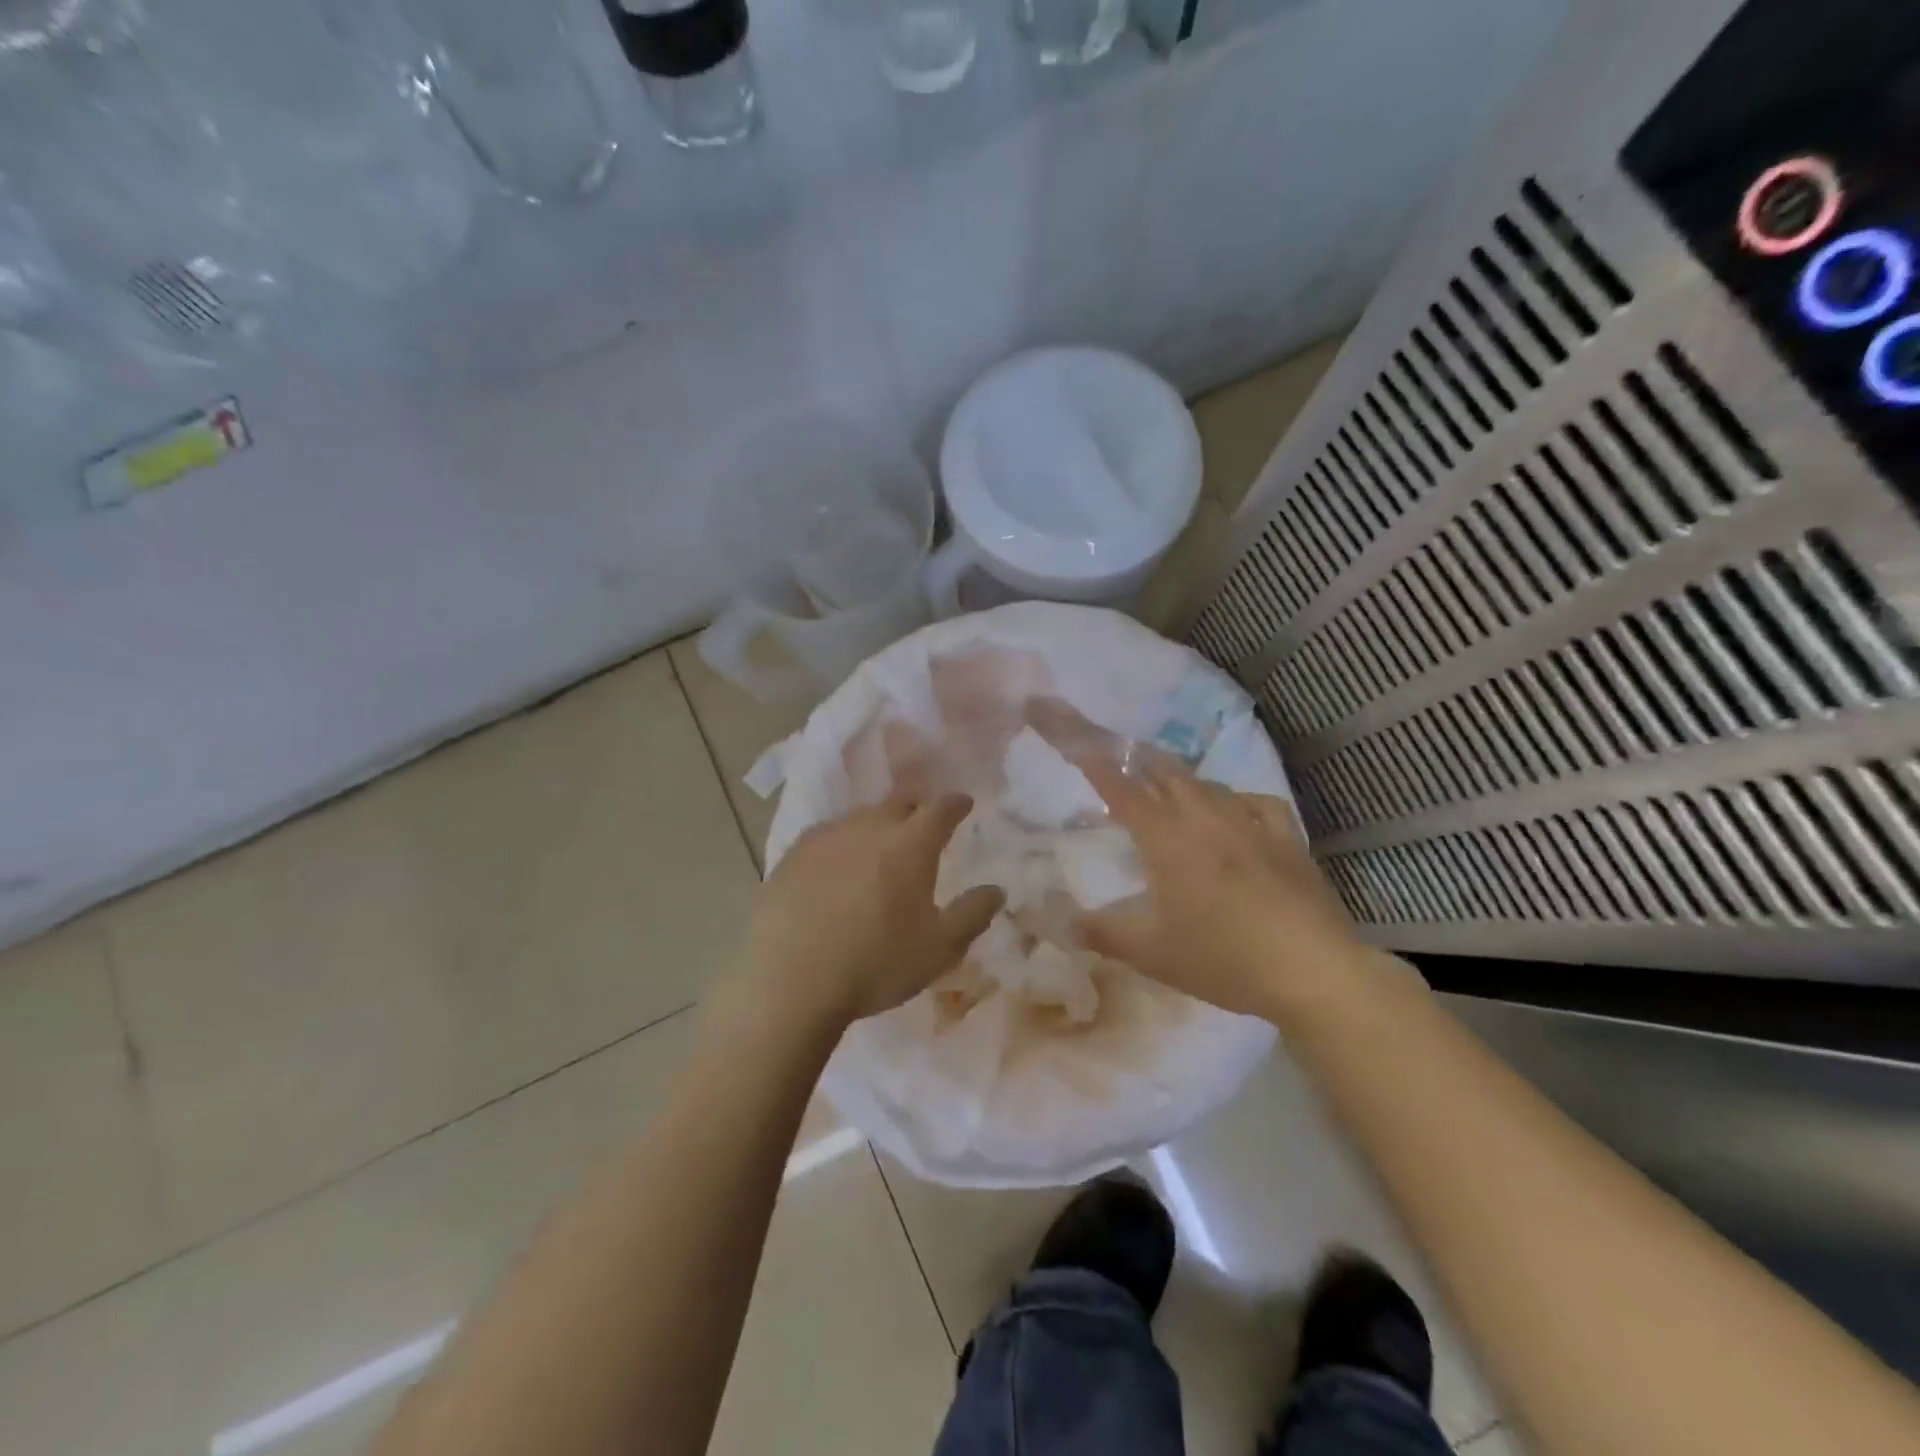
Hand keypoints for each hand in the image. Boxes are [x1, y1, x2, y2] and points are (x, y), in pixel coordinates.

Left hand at [746, 790, 1004, 1028]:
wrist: (788, 979)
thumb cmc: (875, 963)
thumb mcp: (939, 949)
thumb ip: (972, 915)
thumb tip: (996, 890)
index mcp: (911, 843)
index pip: (941, 808)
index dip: (956, 804)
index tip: (963, 804)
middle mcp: (869, 826)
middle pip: (898, 801)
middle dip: (916, 806)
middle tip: (922, 822)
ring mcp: (826, 837)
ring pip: (860, 817)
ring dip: (876, 825)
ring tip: (879, 847)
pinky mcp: (792, 855)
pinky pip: (826, 836)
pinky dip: (841, 844)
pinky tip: (836, 867)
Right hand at [1073, 753, 1367, 1019]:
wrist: (1311, 969)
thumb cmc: (1222, 958)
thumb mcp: (1152, 954)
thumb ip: (1105, 935)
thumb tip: (1067, 925)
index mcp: (1167, 839)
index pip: (1124, 792)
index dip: (1100, 769)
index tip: (1083, 749)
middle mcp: (1205, 819)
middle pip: (1168, 774)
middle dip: (1141, 761)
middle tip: (1124, 757)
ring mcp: (1250, 824)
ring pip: (1209, 785)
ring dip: (1184, 780)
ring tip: (1172, 785)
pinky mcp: (1287, 838)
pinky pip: (1258, 803)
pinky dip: (1239, 800)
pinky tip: (1239, 810)